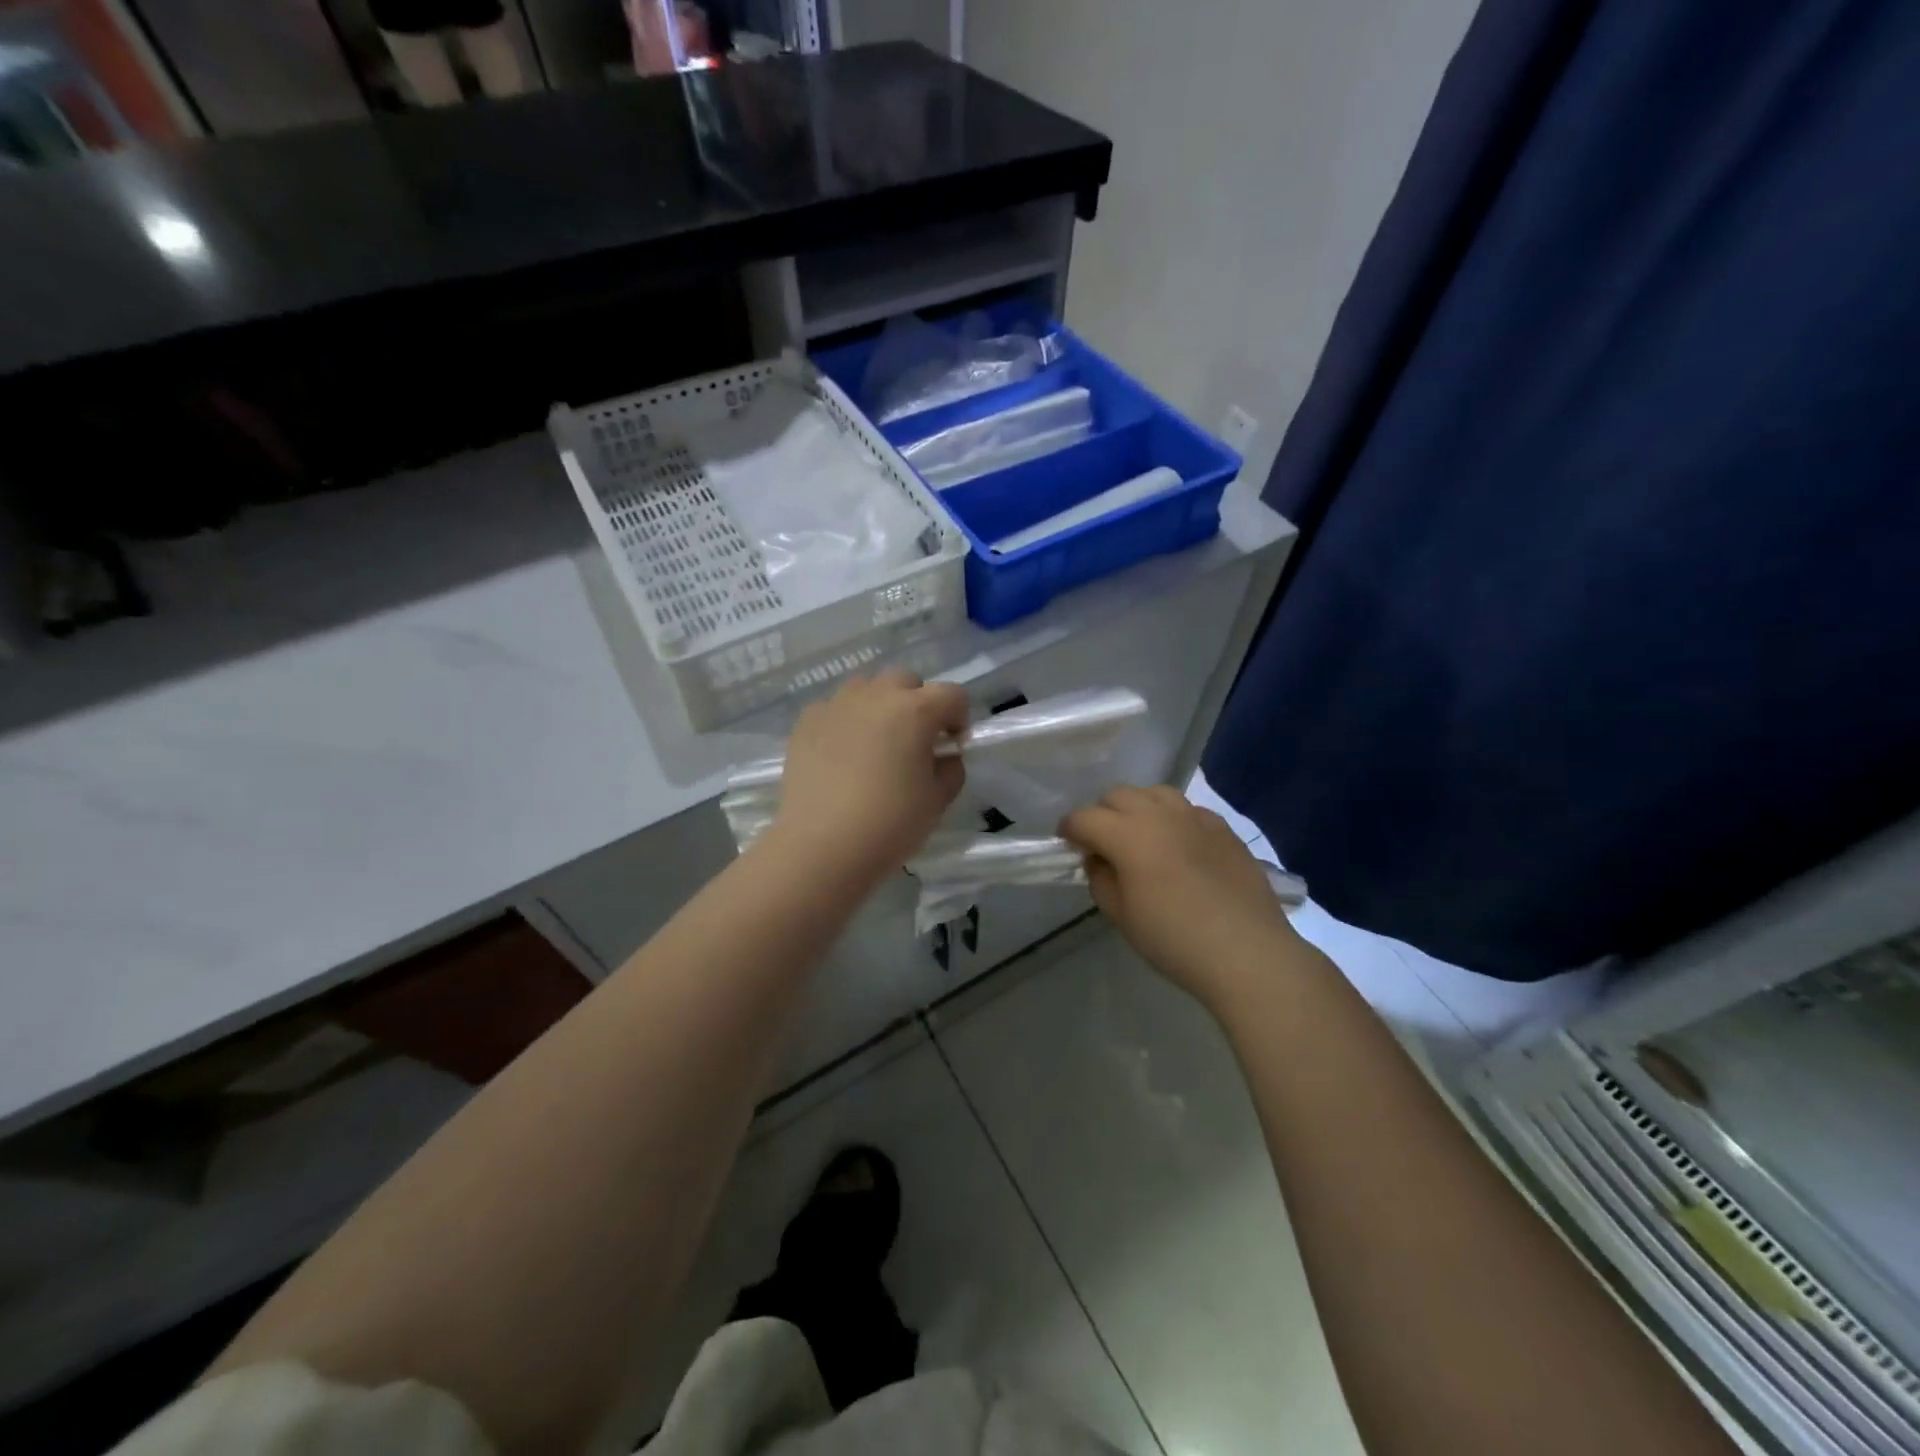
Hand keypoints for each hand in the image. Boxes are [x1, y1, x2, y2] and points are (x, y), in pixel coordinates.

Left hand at [767, 671, 967, 884]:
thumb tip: (943, 756)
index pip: (952, 694)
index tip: (952, 745)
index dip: (959, 717)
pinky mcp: (806, 722)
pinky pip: (834, 708)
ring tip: (876, 742)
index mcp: (915, 710)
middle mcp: (876, 696)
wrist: (822, 846)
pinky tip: (842, 754)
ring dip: (879, 705)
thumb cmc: (890, 823)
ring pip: (866, 688)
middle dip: (918, 702)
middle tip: (915, 739)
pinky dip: (845, 722)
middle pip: (906, 681)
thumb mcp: (938, 800)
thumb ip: (951, 769)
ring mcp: (836, 705)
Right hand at [1062, 785, 1299, 1009]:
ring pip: (1155, 793)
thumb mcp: (1122, 916)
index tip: (1068, 845)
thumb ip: (1101, 879)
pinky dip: (1173, 820)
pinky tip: (1180, 848)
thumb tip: (1098, 859)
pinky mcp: (1224, 829)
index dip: (1070, 829)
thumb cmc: (1175, 940)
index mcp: (1128, 835)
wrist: (1248, 953)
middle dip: (1102, 813)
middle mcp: (1160, 815)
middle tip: (1103, 843)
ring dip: (1139, 808)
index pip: (1085, 817)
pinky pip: (1188, 810)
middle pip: (1118, 795)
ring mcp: (1196, 817)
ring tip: (1142, 837)